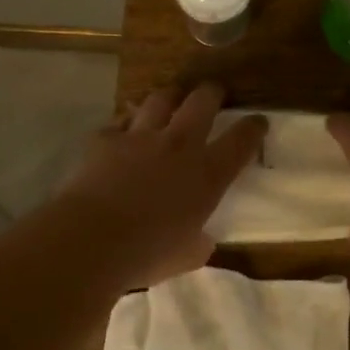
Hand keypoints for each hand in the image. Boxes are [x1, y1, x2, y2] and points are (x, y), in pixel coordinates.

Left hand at [56, 83, 266, 287]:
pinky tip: (123, 131)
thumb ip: (198, 243)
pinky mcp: (105, 139)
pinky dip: (125, 124)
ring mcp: (140, 137)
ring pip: (161, 99)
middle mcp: (179, 145)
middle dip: (212, 93)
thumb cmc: (147, 254)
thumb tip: (200, 240)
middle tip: (214, 94)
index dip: (253, 127)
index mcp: (208, 174)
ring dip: (169, 97)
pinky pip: (119, 121)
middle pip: (203, 101)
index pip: (242, 140)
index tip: (258, 122)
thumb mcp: (186, 256)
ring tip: (170, 100)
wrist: (92, 240)